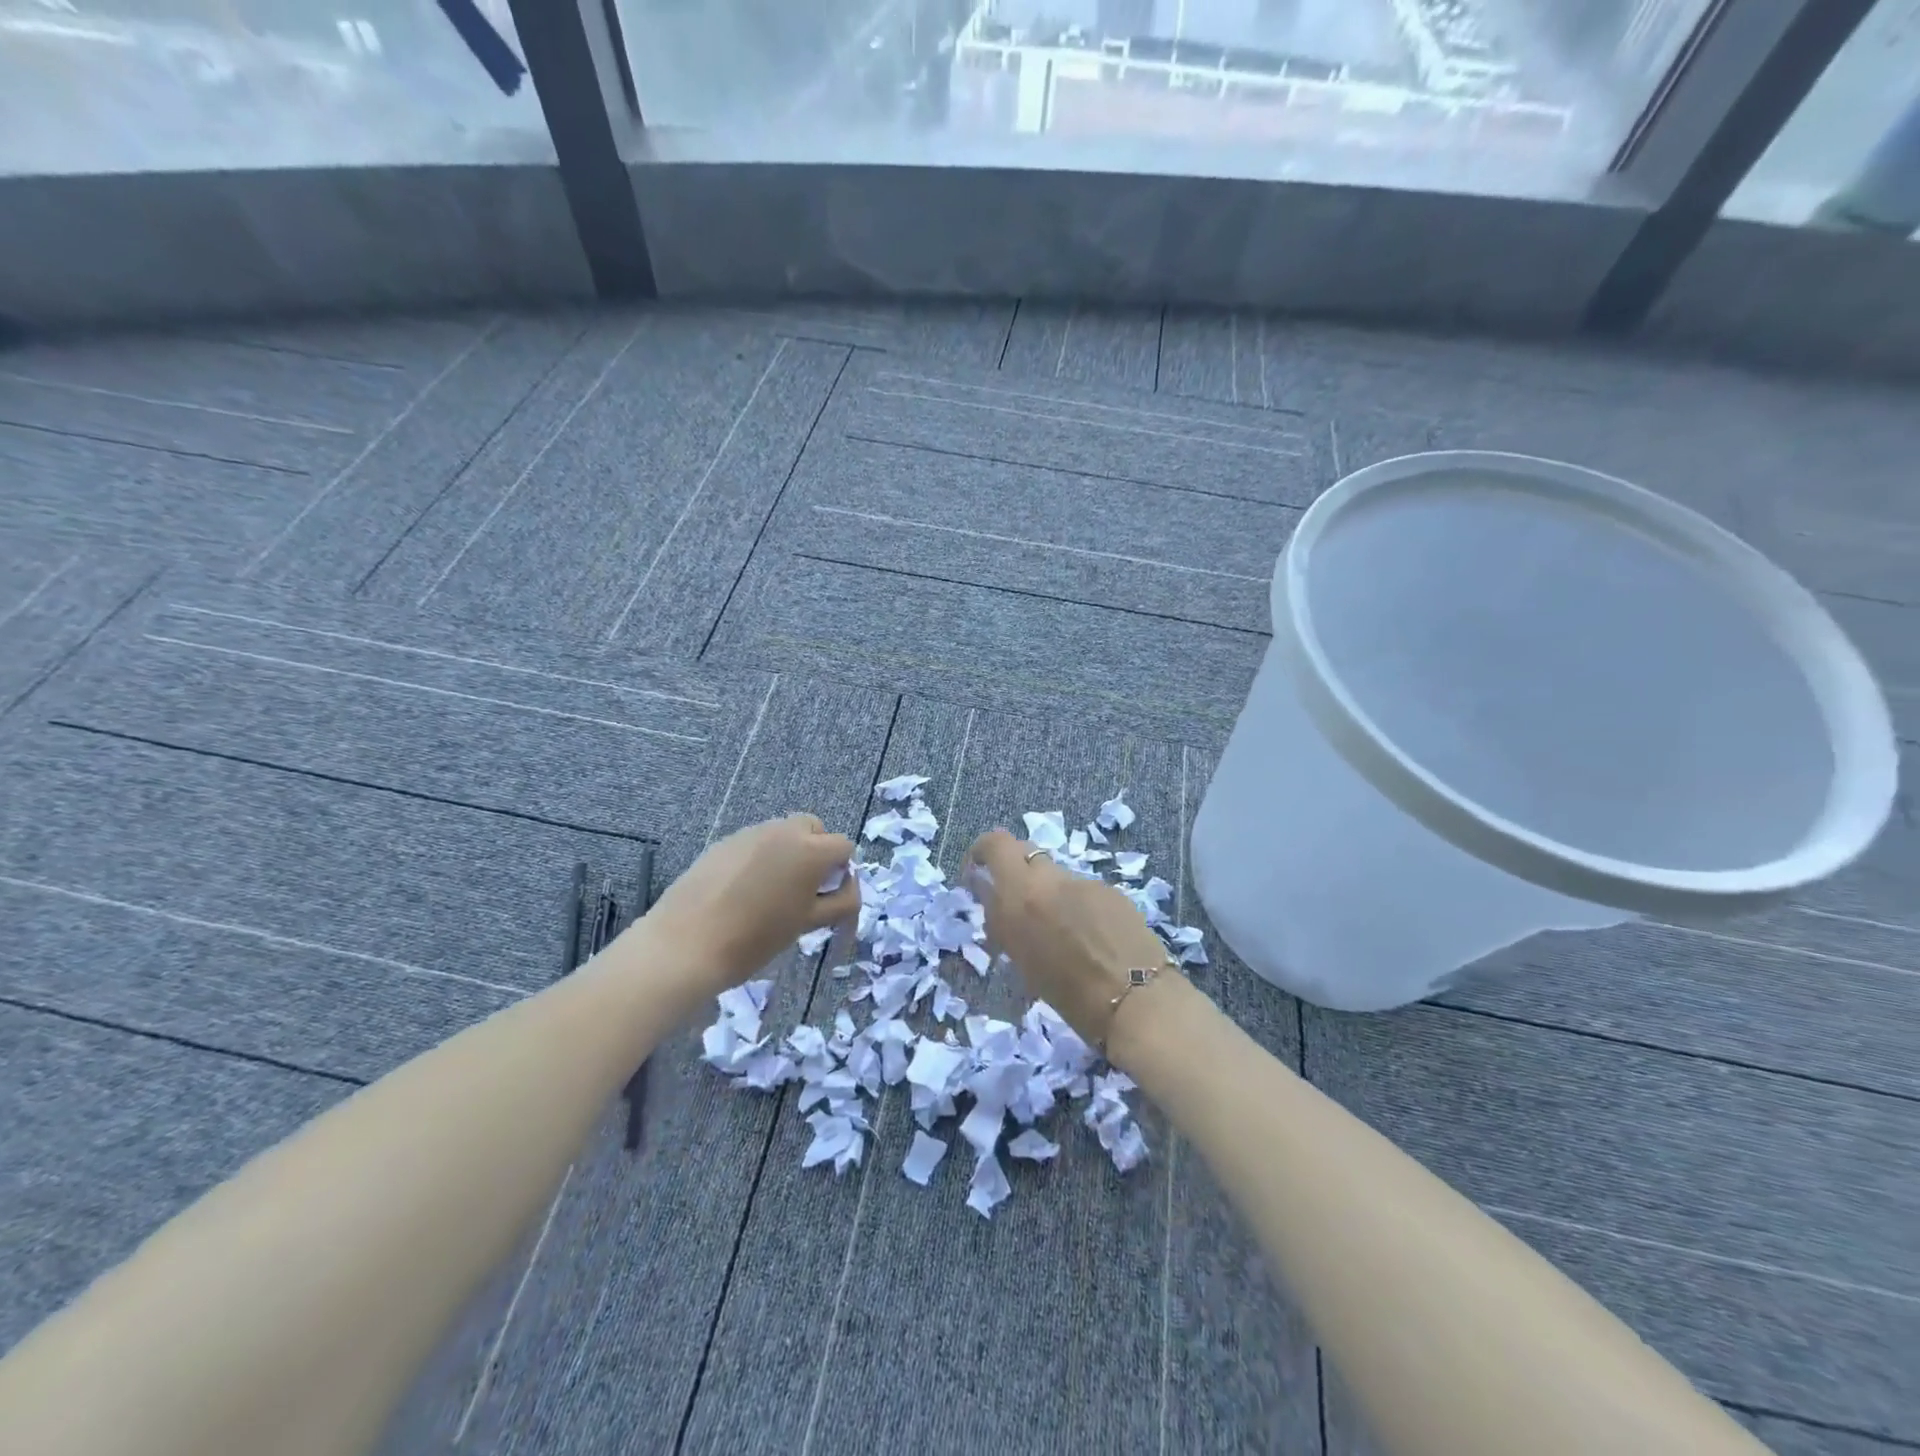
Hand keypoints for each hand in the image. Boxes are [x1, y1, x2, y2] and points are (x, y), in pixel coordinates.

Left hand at [647, 815, 857, 998]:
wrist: (687, 943)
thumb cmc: (756, 938)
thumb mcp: (807, 924)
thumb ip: (839, 903)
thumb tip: (848, 888)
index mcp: (811, 850)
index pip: (843, 846)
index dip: (842, 871)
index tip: (828, 897)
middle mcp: (783, 831)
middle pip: (813, 828)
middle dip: (816, 851)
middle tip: (804, 889)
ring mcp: (750, 833)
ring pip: (782, 833)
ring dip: (788, 853)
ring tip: (771, 892)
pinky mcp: (724, 842)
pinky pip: (754, 843)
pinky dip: (759, 858)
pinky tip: (742, 891)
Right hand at [965, 828, 1174, 1053]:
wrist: (1136, 1000)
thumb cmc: (1068, 994)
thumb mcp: (1020, 959)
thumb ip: (1002, 919)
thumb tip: (988, 894)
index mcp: (1021, 893)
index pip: (995, 843)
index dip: (983, 851)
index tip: (978, 872)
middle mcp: (1051, 878)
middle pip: (1025, 852)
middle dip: (1014, 870)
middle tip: (1014, 900)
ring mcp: (1084, 881)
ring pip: (1056, 875)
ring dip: (1048, 892)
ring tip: (1058, 930)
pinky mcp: (1112, 890)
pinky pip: (1083, 890)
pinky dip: (1077, 905)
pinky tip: (1089, 936)